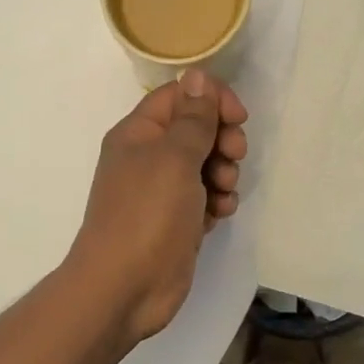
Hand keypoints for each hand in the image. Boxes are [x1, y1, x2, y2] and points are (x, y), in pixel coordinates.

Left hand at [68, 68, 248, 345]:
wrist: (124, 288)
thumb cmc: (147, 215)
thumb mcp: (174, 158)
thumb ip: (192, 118)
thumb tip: (197, 75)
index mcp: (138, 132)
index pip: (180, 96)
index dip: (212, 100)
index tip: (239, 117)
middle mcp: (148, 156)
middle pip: (196, 129)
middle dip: (222, 139)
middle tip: (233, 156)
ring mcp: (162, 190)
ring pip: (205, 164)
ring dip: (223, 173)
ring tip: (222, 193)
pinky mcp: (176, 220)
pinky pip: (205, 197)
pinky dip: (216, 201)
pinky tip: (218, 215)